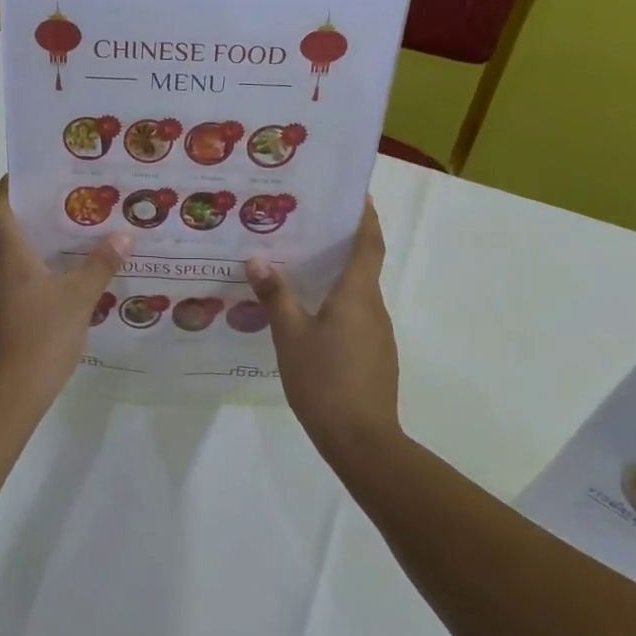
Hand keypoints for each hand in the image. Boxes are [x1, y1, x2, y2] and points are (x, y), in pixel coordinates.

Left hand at [0, 177, 129, 416]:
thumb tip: (123, 236)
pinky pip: (6, 277)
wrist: (5, 396)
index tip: (38, 172)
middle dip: (30, 211)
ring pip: (4, 254)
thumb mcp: (79, 299)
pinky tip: (56, 278)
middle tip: (67, 201)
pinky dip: (26, 268)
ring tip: (67, 236)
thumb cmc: (40, 338)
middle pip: (2, 226)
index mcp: (5, 253)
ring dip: (30, 242)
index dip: (13, 184)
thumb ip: (100, 265)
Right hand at [245, 199, 400, 463]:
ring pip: (357, 294)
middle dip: (340, 245)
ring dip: (335, 278)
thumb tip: (258, 260)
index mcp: (357, 294)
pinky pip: (355, 318)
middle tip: (306, 228)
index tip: (357, 194)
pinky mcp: (374, 357)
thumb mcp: (291, 335)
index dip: (366, 217)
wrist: (361, 440)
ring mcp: (377, 335)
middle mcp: (373, 308)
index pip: (369, 244)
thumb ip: (276, 296)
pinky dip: (336, 305)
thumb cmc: (325, 380)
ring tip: (298, 269)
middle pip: (362, 266)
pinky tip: (308, 316)